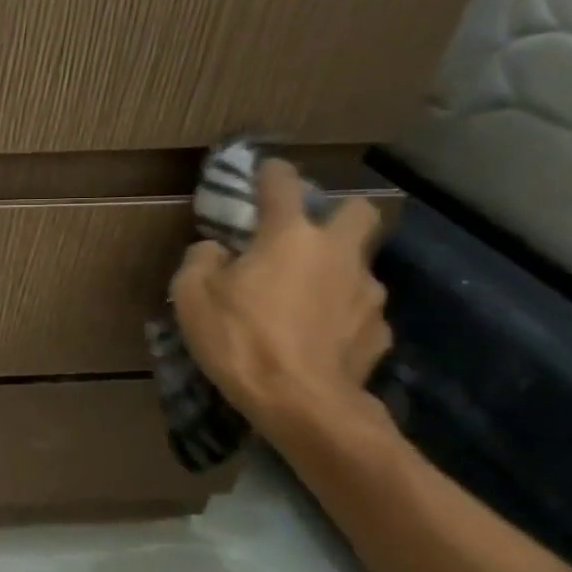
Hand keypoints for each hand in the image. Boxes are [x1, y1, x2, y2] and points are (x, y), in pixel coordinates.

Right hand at [171, 160, 390, 437]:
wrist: (301, 402)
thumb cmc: (239, 339)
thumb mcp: (192, 296)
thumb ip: (201, 261)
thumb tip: (216, 250)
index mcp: (289, 237)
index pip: (283, 186)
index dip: (272, 173)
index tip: (266, 168)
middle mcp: (337, 254)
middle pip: (358, 212)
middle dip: (338, 213)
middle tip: (308, 234)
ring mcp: (367, 293)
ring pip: (359, 266)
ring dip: (336, 272)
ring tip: (306, 298)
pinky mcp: (379, 331)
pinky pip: (359, 311)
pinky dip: (340, 315)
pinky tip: (319, 335)